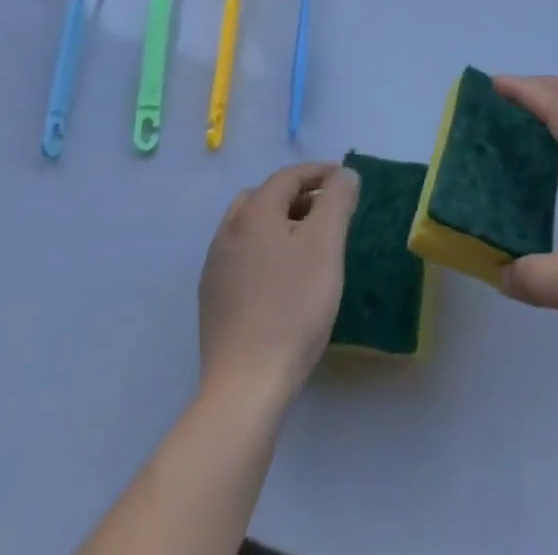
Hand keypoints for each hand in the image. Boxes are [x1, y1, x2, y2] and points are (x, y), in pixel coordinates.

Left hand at [197, 161, 359, 408]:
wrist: (246, 385)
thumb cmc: (293, 307)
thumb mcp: (326, 245)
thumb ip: (337, 201)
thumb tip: (343, 174)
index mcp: (253, 213)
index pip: (288, 176)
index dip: (318, 172)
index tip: (344, 179)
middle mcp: (227, 231)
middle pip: (265, 197)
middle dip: (298, 195)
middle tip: (327, 209)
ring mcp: (216, 267)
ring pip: (251, 226)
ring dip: (280, 222)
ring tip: (308, 241)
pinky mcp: (213, 298)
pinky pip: (243, 254)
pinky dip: (266, 248)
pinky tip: (283, 275)